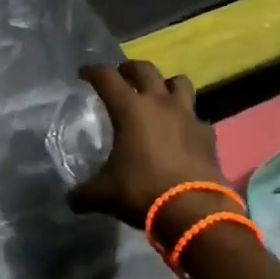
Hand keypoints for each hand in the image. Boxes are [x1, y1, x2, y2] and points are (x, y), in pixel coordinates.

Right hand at [68, 62, 227, 232]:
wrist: (193, 210)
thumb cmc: (142, 192)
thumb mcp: (104, 195)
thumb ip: (84, 193)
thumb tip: (72, 199)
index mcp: (130, 109)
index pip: (106, 77)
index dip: (92, 71)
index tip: (84, 73)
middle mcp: (160, 103)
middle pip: (145, 69)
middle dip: (129, 68)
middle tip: (121, 76)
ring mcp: (188, 116)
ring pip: (179, 83)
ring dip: (166, 84)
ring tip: (157, 95)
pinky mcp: (207, 133)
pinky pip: (196, 117)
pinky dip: (187, 120)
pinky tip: (181, 133)